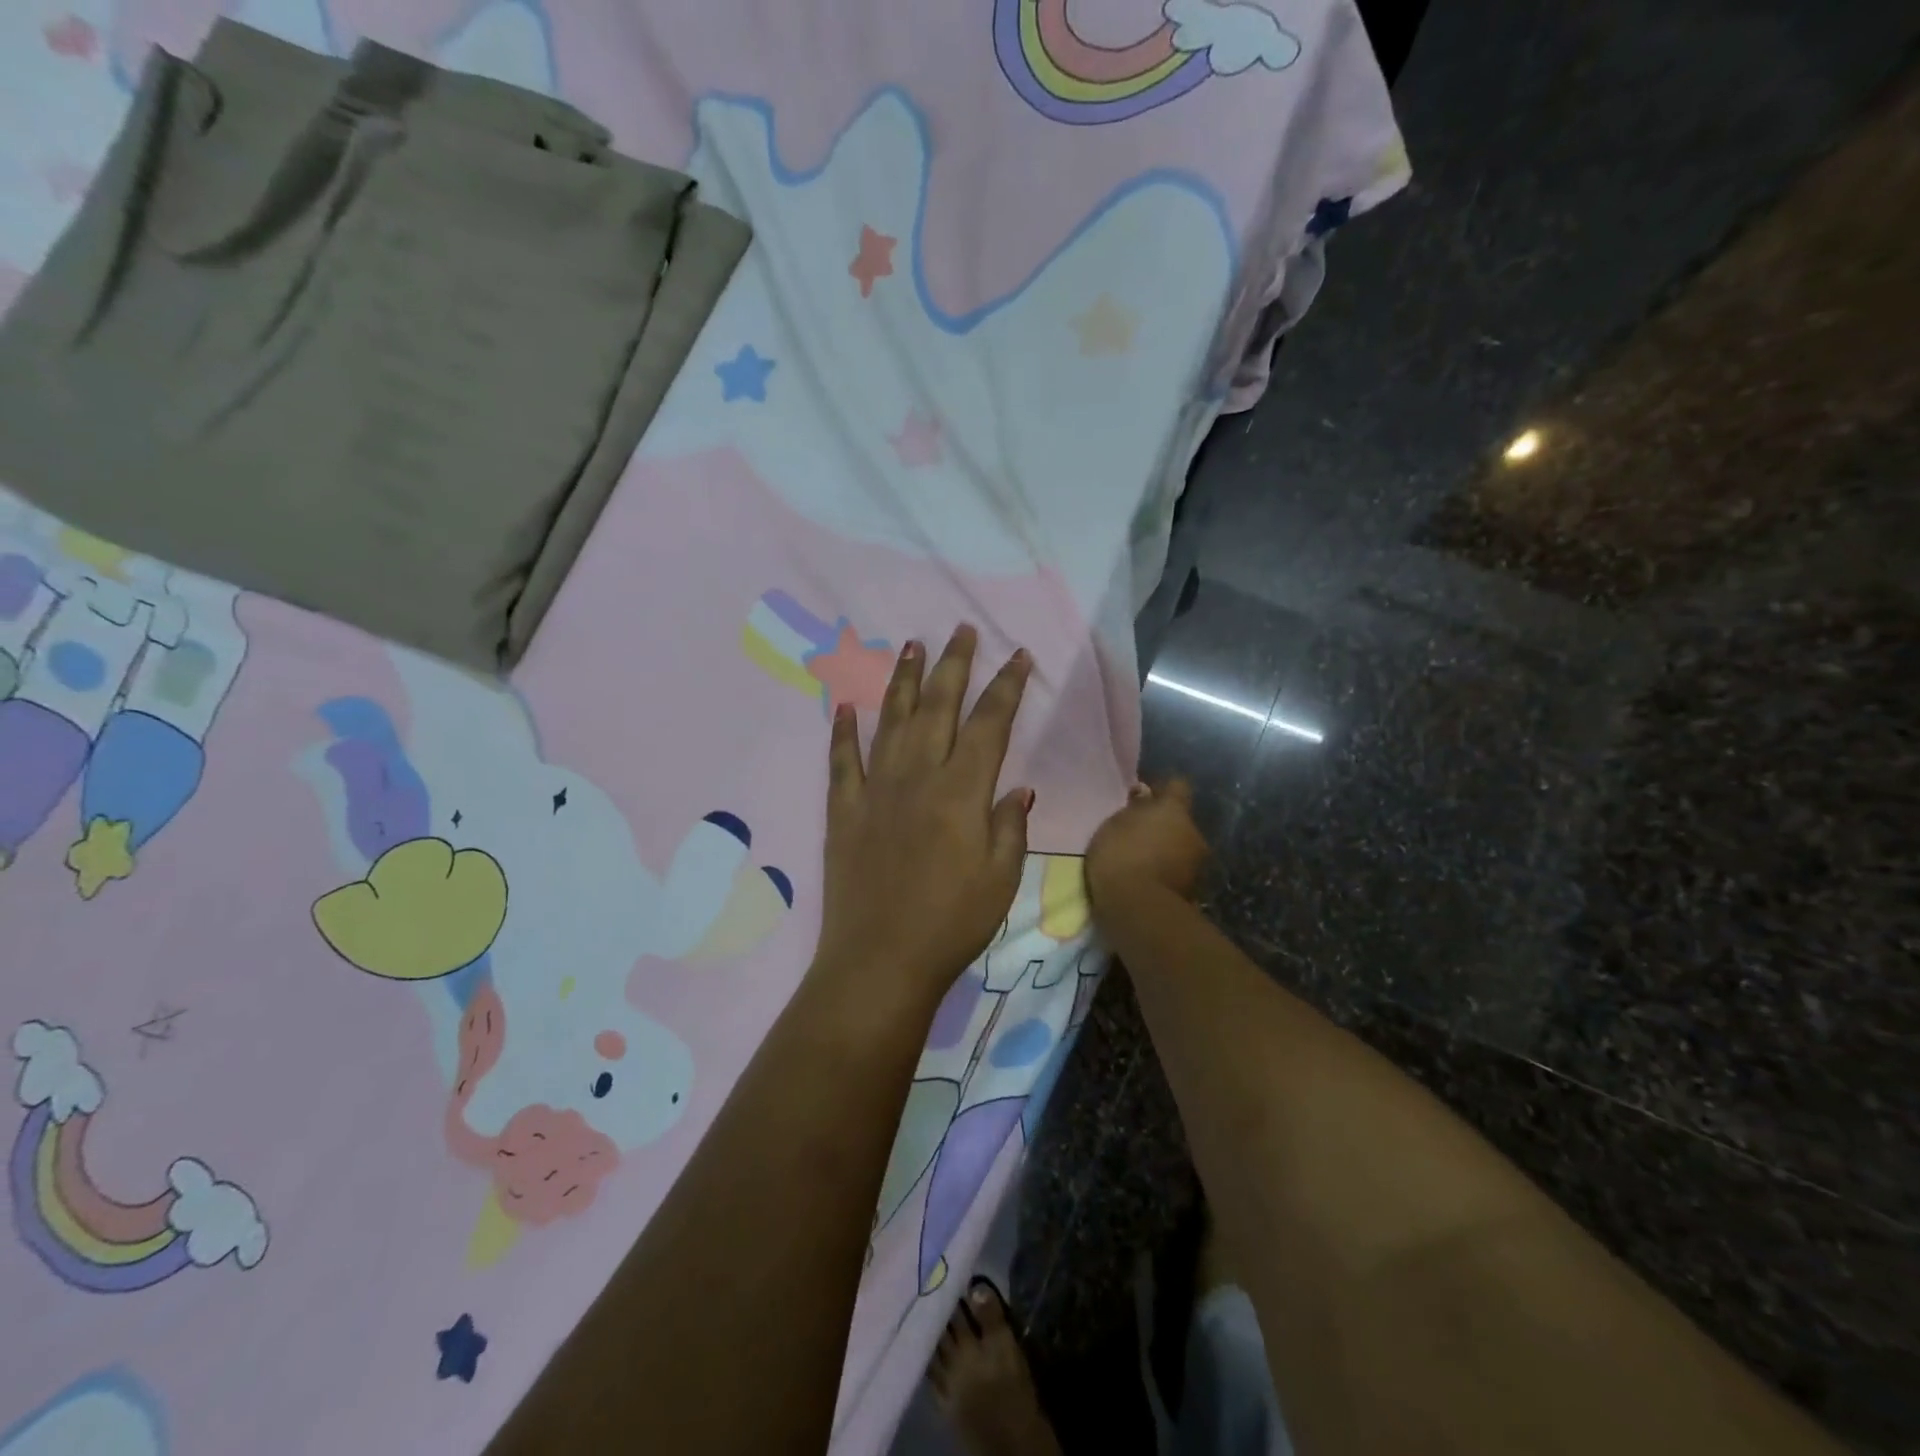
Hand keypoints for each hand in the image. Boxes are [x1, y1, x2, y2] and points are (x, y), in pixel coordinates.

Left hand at [813, 625, 1033, 1014]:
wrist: (880, 960)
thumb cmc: (952, 923)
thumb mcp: (1002, 879)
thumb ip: (1010, 827)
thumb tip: (1018, 788)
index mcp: (961, 791)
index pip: (989, 724)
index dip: (1006, 688)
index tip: (1018, 657)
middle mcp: (917, 777)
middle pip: (939, 708)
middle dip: (955, 665)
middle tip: (962, 630)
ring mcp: (875, 790)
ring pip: (892, 721)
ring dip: (904, 681)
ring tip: (912, 646)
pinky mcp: (843, 810)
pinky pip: (842, 761)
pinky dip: (843, 732)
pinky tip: (845, 706)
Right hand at [1085, 779, 1209, 912]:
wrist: (1137, 907)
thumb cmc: (1120, 855)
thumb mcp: (1115, 825)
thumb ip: (1134, 809)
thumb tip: (1145, 795)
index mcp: (1174, 810)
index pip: (1178, 785)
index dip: (1164, 789)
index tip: (1147, 796)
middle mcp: (1194, 832)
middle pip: (1181, 821)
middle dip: (1165, 826)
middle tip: (1140, 835)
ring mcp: (1197, 863)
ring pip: (1182, 848)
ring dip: (1167, 851)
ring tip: (1142, 863)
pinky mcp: (1194, 890)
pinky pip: (1178, 872)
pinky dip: (1167, 873)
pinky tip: (1148, 881)